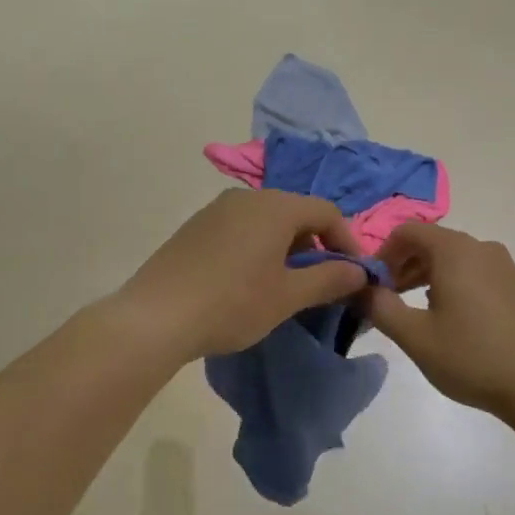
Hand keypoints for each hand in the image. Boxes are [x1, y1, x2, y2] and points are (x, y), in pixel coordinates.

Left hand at [122, 190, 369, 360]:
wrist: (156, 316)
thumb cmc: (232, 303)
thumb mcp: (288, 296)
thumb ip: (329, 279)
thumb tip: (359, 272)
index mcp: (275, 206)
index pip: (326, 212)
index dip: (347, 241)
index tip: (353, 275)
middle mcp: (245, 197)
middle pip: (295, 213)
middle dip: (315, 246)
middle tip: (319, 283)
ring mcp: (215, 210)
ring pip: (266, 221)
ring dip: (285, 248)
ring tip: (284, 285)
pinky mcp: (194, 227)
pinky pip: (239, 229)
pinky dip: (257, 248)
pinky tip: (247, 282)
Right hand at [365, 225, 514, 420]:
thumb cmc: (472, 357)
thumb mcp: (415, 336)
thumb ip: (380, 306)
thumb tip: (359, 288)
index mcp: (455, 251)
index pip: (407, 231)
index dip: (382, 253)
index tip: (371, 284)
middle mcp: (481, 247)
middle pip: (430, 242)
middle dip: (402, 266)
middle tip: (386, 300)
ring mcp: (503, 265)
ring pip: (452, 258)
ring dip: (424, 276)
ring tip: (411, 312)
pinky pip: (473, 272)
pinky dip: (450, 283)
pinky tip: (447, 319)